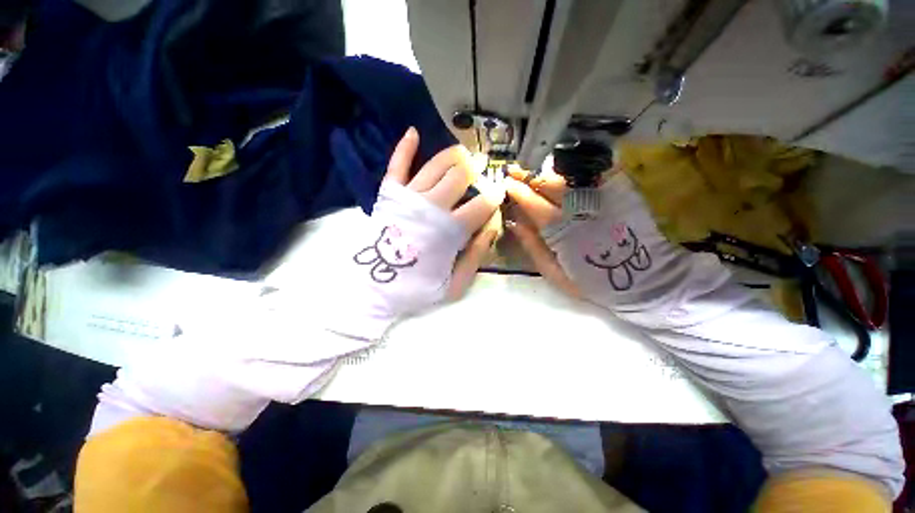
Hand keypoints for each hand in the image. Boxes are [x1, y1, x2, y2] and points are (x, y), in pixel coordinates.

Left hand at [327, 127, 504, 339]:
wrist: (374, 288)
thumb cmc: (416, 288)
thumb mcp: (455, 284)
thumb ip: (477, 255)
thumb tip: (493, 225)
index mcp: (450, 230)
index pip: (482, 204)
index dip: (495, 196)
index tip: (499, 193)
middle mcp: (431, 206)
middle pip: (460, 176)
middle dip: (477, 169)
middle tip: (483, 167)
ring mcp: (408, 197)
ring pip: (436, 165)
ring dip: (453, 155)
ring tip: (464, 153)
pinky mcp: (388, 194)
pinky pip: (397, 165)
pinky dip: (405, 147)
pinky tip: (413, 132)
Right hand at [504, 160, 734, 328]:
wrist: (642, 280)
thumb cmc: (592, 282)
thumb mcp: (554, 273)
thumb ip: (532, 245)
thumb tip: (514, 221)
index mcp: (561, 229)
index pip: (532, 203)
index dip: (516, 191)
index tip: (505, 183)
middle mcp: (580, 208)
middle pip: (549, 182)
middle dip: (528, 175)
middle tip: (514, 171)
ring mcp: (602, 196)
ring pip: (568, 173)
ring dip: (547, 170)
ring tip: (534, 170)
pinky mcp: (621, 191)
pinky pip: (595, 169)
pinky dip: (576, 165)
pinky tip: (564, 166)